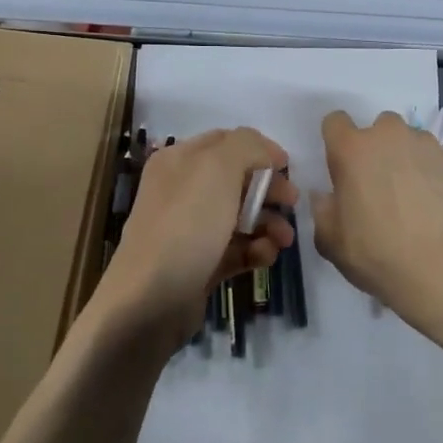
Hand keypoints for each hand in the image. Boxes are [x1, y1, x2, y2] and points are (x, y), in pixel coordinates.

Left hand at [91, 127, 296, 354]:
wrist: (150, 301)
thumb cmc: (185, 225)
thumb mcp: (217, 169)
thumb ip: (247, 146)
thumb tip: (266, 153)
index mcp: (180, 160)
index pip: (227, 141)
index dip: (260, 150)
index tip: (288, 167)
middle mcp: (183, 190)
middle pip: (238, 180)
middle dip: (269, 190)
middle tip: (292, 203)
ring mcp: (191, 229)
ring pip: (241, 217)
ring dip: (269, 224)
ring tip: (284, 240)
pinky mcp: (200, 263)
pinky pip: (236, 249)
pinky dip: (256, 250)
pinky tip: (267, 257)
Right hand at [311, 111, 442, 317]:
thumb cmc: (377, 252)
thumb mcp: (331, 241)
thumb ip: (323, 211)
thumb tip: (326, 197)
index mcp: (353, 149)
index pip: (335, 122)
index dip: (336, 142)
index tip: (342, 168)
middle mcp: (390, 136)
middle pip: (379, 128)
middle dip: (377, 149)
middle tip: (379, 186)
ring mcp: (428, 146)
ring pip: (412, 142)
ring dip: (407, 160)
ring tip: (413, 199)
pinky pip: (437, 163)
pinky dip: (434, 177)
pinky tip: (437, 208)